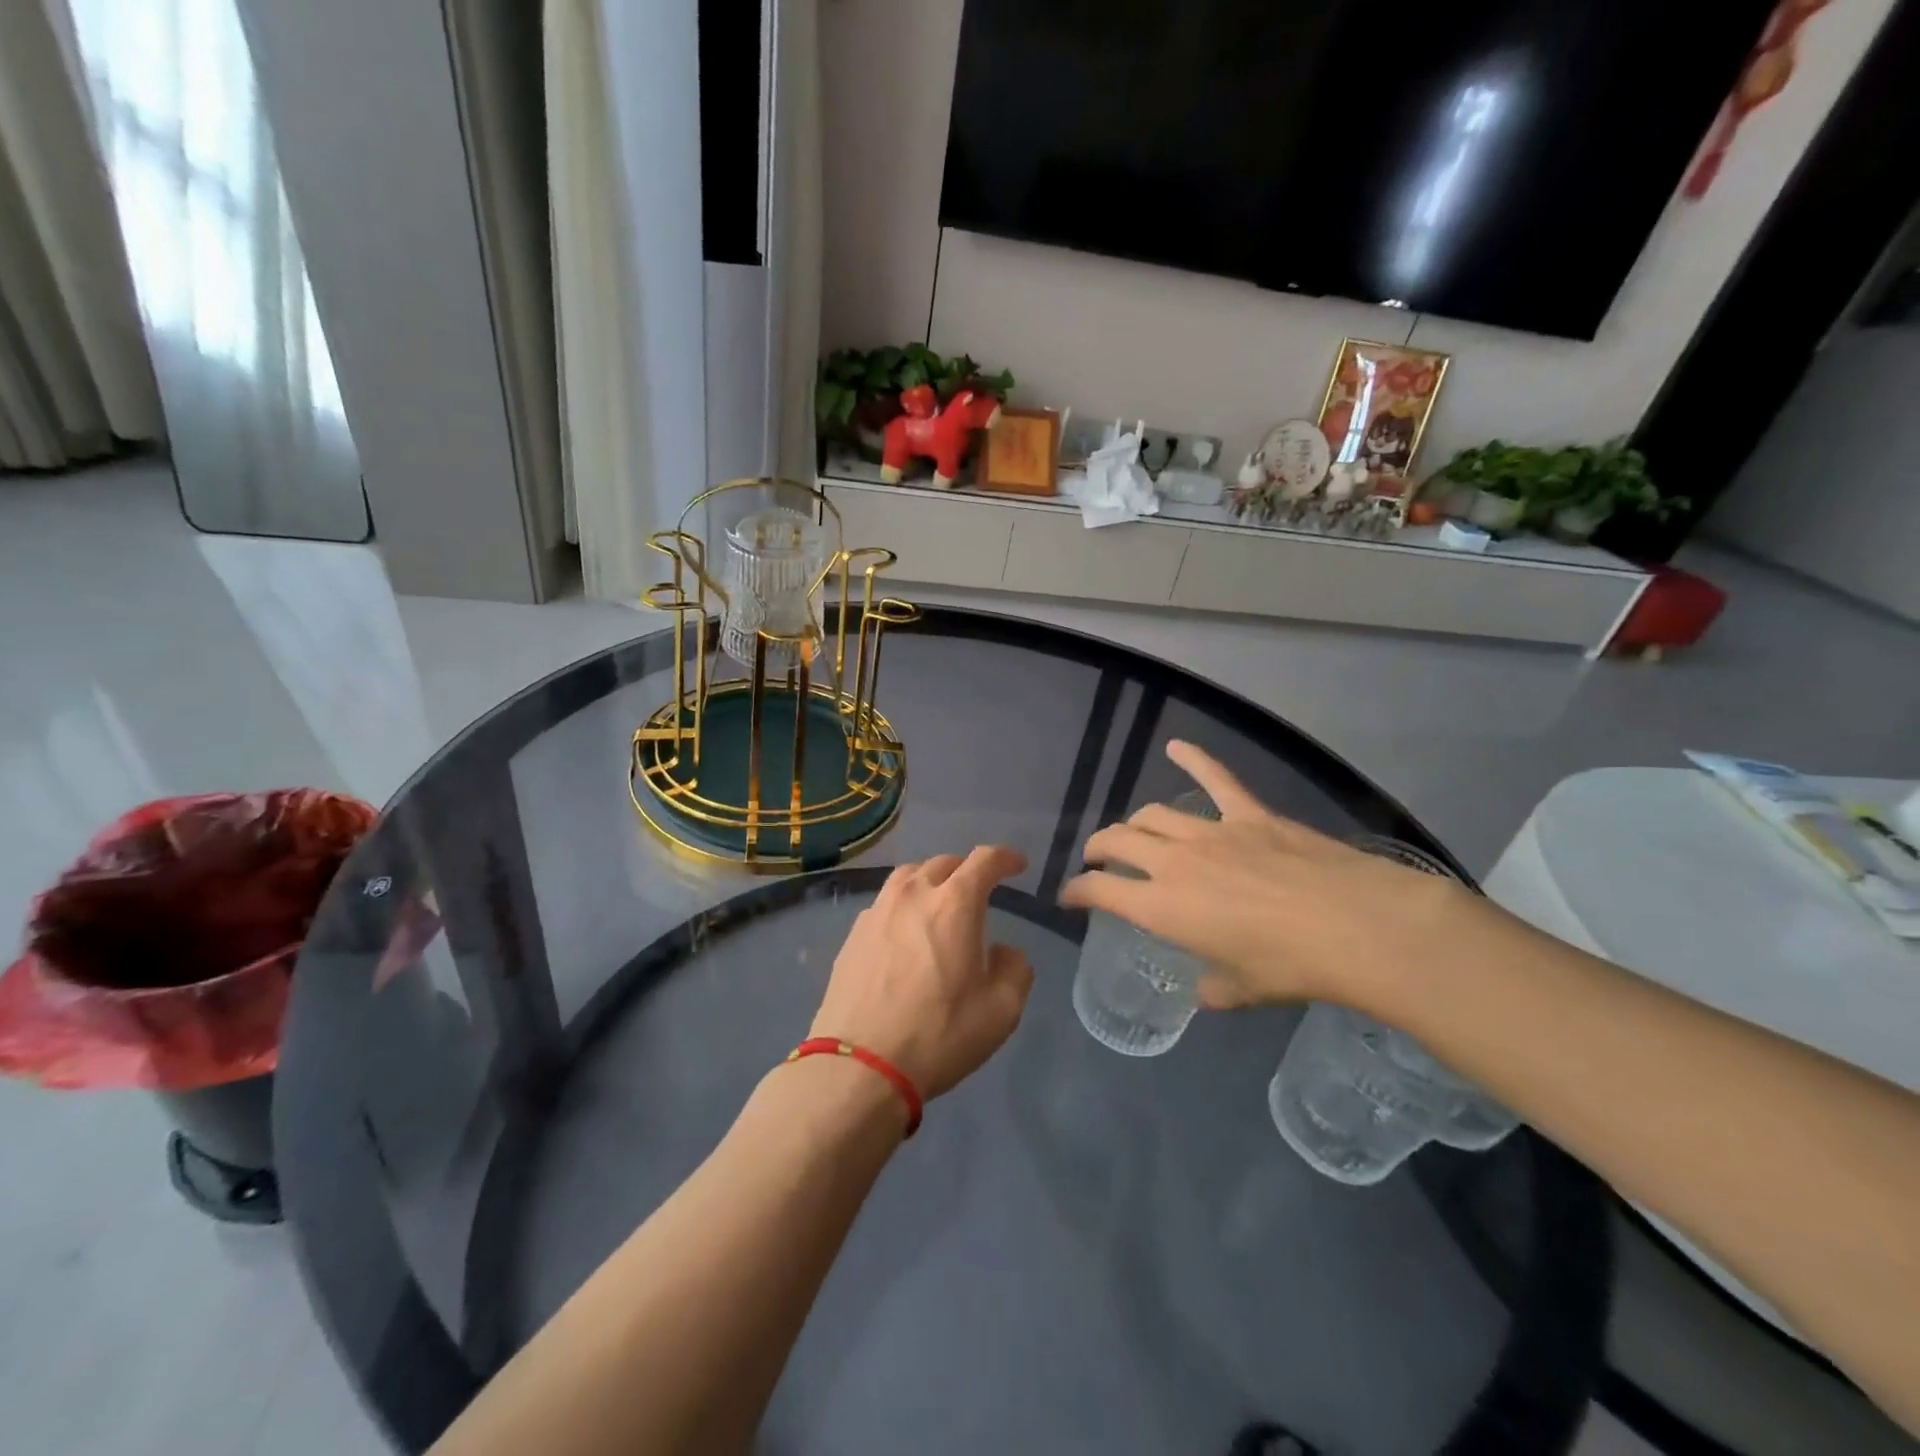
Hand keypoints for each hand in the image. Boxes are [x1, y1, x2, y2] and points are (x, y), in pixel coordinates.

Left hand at [813, 847, 1034, 1099]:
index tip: (1017, 865)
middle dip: (967, 870)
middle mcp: (914, 894)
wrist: (860, 1066)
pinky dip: (903, 906)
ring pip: (909, 877)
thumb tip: (1003, 952)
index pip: (985, 860)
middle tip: (979, 892)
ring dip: (931, 881)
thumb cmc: (939, 1034)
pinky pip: (885, 903)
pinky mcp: (853, 934)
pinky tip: (905, 934)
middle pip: (945, 863)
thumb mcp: (1001, 1011)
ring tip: (939, 904)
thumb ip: (1014, 970)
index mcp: (955, 903)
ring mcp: (877, 911)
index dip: (1005, 857)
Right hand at [1060, 742, 1481, 1011]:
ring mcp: (1211, 832)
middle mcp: (1173, 862)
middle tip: (1096, 859)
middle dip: (1097, 849)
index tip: (1069, 896)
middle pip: (1117, 841)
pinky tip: (1176, 745)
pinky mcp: (1249, 814)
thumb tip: (1205, 994)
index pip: (1100, 891)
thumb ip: (1214, 990)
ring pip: (1153, 814)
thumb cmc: (1292, 967)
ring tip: (1132, 830)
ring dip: (1134, 822)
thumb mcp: (1244, 990)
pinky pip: (1215, 778)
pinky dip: (1193, 759)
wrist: (1355, 925)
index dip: (1077, 891)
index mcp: (1163, 908)